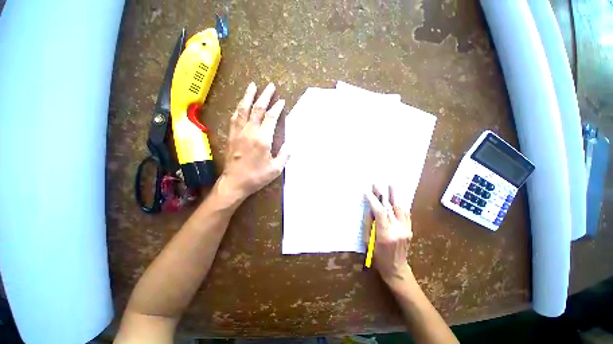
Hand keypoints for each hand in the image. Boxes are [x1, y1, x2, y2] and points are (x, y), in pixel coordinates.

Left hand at [216, 82, 289, 203]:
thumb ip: (284, 155)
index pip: (270, 118)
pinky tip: (240, 104)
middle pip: (257, 109)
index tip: (281, 101)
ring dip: (248, 96)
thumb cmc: (257, 176)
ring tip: (252, 86)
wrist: (235, 182)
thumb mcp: (276, 169)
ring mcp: (238, 132)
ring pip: (243, 109)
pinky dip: (239, 108)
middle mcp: (250, 132)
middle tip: (269, 86)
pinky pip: (235, 118)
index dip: (277, 108)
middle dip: (264, 96)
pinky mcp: (231, 136)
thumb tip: (289, 145)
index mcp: (262, 139)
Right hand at [365, 185, 412, 281]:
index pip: (380, 212)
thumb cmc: (378, 257)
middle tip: (376, 184)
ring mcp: (406, 229)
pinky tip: (397, 197)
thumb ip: (369, 224)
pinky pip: (405, 214)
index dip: (373, 201)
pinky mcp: (409, 229)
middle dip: (381, 195)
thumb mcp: (368, 242)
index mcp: (386, 234)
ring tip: (391, 184)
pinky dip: (400, 204)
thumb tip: (369, 208)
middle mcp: (398, 230)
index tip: (367, 192)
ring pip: (400, 208)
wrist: (396, 269)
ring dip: (394, 195)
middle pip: (389, 208)